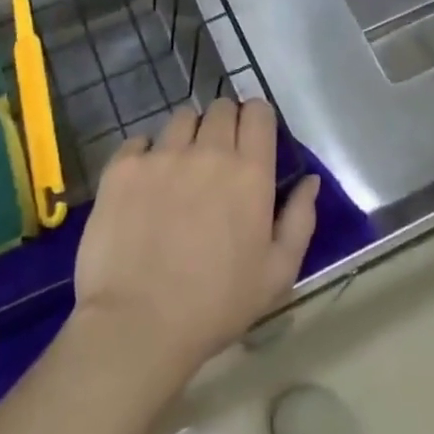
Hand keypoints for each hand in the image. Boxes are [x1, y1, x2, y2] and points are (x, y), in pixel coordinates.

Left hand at [72, 99, 319, 378]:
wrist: (137, 325)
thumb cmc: (216, 305)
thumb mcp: (277, 274)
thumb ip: (300, 220)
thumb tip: (310, 180)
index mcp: (250, 172)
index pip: (258, 112)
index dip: (256, 120)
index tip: (251, 141)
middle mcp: (208, 150)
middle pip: (220, 107)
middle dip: (223, 125)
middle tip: (216, 161)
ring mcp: (162, 155)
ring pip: (181, 118)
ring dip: (186, 136)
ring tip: (179, 171)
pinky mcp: (123, 166)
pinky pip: (139, 141)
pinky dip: (145, 155)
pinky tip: (144, 186)